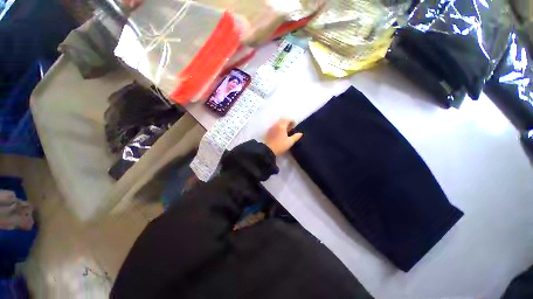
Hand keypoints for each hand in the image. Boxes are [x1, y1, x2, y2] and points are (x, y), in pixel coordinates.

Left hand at [264, 119, 302, 155]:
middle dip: (287, 123)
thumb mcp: (290, 142)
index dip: (292, 122)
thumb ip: (296, 137)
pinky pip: (275, 126)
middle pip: (282, 120)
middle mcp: (276, 125)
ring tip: (286, 132)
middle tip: (290, 128)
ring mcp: (271, 128)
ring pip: (278, 123)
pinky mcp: (268, 131)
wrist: (267, 150)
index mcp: (282, 126)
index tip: (294, 126)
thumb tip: (300, 133)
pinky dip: (278, 128)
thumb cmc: (280, 146)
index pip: (288, 119)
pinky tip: (280, 134)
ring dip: (282, 125)